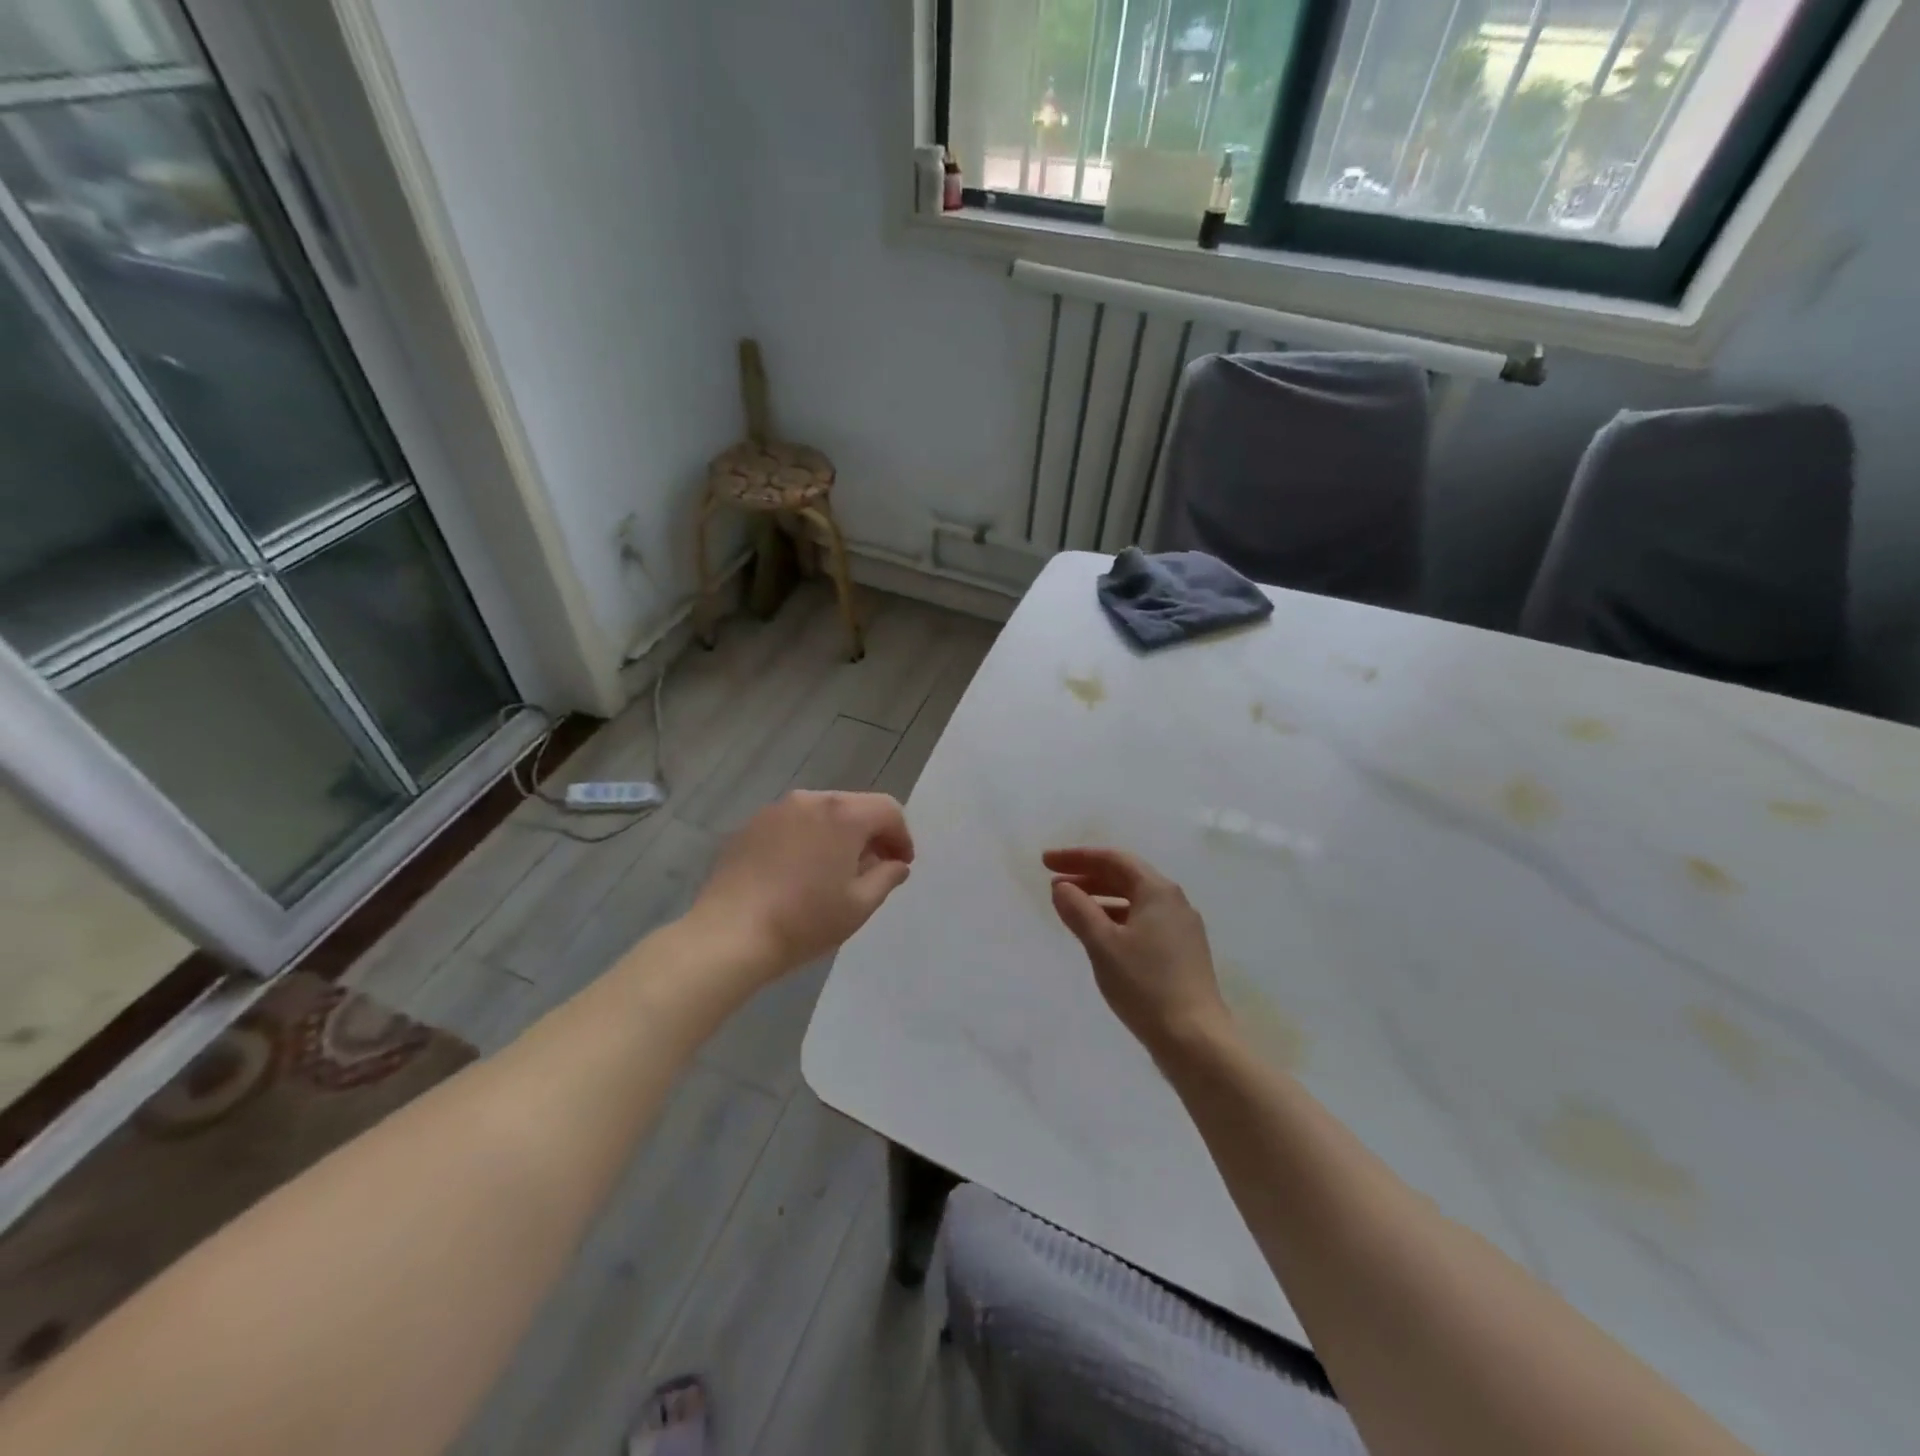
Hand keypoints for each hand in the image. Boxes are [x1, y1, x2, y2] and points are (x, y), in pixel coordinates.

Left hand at [691, 790, 914, 977]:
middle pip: (854, 806)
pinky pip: (792, 824)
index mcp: (843, 814)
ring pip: (821, 813)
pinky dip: (806, 839)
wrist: (730, 934)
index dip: (901, 836)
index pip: (888, 810)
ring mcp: (776, 810)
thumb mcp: (859, 905)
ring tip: (834, 871)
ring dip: (837, 834)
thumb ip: (886, 877)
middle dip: (870, 833)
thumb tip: (895, 864)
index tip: (900, 864)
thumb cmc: (804, 920)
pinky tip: (799, 873)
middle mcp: (811, 800)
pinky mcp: (750, 826)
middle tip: (873, 868)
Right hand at [1045, 847, 1229, 1057]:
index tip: (1046, 862)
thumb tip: (1062, 887)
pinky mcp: (1183, 953)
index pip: (1113, 859)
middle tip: (1054, 883)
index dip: (1077, 857)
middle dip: (1088, 876)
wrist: (1195, 1039)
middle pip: (1125, 877)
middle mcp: (1174, 902)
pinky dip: (1116, 919)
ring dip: (1101, 899)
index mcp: (1158, 891)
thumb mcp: (1102, 944)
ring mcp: (1182, 928)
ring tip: (1071, 909)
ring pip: (1134, 901)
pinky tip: (1100, 936)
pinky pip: (1143, 922)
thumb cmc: (1145, 985)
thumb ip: (1078, 910)